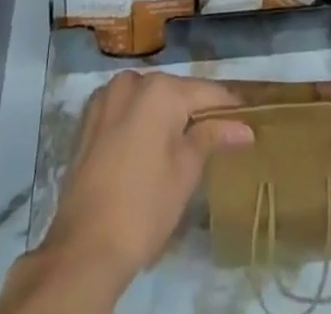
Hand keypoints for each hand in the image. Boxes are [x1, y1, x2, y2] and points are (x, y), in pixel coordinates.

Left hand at [5, 72, 251, 312]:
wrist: (84, 248)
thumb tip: (244, 127)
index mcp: (161, 90)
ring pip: (148, 99)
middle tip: (216, 135)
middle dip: (194, 110)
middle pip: (175, 92)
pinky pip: (124, 109)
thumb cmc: (144, 207)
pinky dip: (139, 120)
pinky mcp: (89, 120)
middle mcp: (133, 82)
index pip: (206, 92)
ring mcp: (106, 98)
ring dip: (165, 114)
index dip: (228, 106)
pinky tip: (147, 145)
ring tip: (182, 142)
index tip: (246, 120)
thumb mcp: (186, 171)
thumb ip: (213, 136)